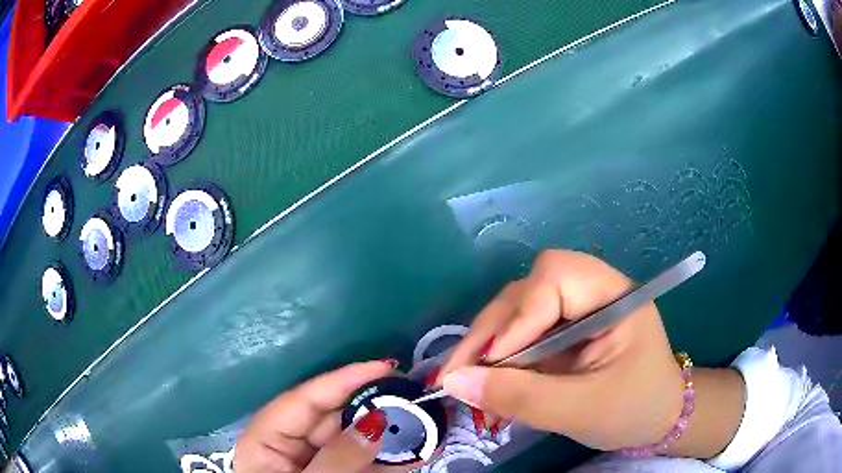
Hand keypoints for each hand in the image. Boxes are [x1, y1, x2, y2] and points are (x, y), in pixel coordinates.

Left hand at [235, 361, 414, 472]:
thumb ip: (339, 458)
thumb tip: (376, 420)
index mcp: (265, 441)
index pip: (302, 400)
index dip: (342, 380)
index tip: (384, 367)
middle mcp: (288, 447)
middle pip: (331, 417)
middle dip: (372, 407)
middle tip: (414, 397)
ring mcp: (314, 464)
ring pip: (353, 440)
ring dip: (388, 434)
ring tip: (426, 423)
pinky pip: (364, 463)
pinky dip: (391, 459)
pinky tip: (419, 452)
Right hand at [437, 250, 685, 450]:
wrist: (655, 420)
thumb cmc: (633, 410)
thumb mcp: (581, 410)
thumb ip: (521, 397)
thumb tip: (454, 382)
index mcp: (613, 296)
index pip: (556, 277)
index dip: (520, 316)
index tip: (494, 363)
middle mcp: (590, 293)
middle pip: (528, 290)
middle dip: (491, 332)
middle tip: (458, 374)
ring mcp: (574, 312)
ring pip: (516, 311)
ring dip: (487, 346)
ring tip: (466, 382)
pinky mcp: (562, 332)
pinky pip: (520, 334)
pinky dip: (498, 359)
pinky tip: (487, 383)